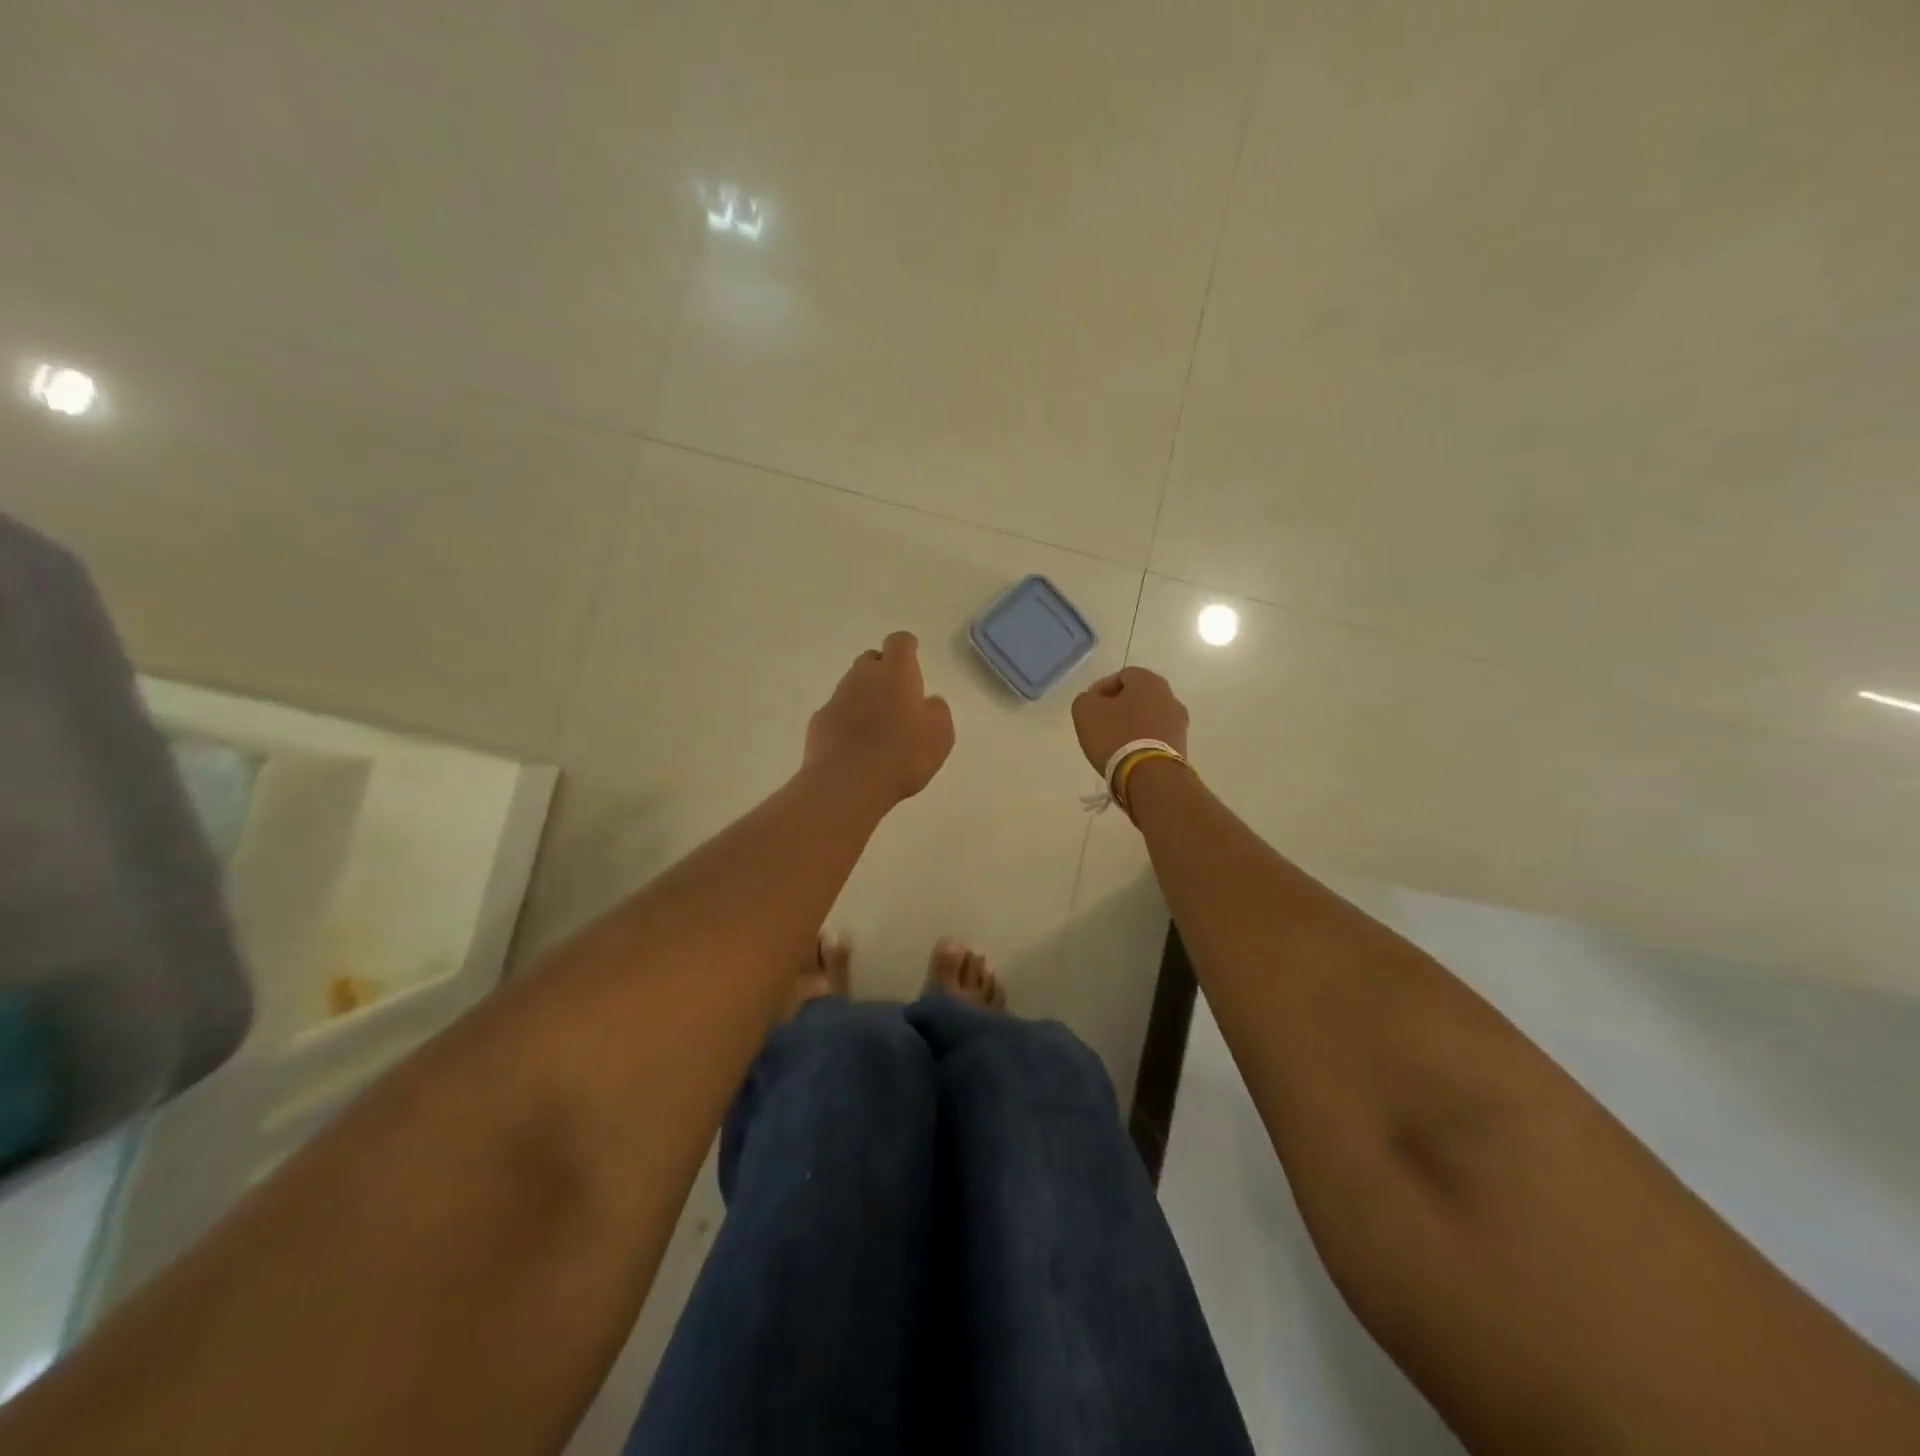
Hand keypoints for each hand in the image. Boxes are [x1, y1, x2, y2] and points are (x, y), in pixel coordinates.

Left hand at [806, 631, 954, 807]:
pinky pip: (836, 712)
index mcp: (896, 673)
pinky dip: (846, 720)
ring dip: (864, 697)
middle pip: (871, 660)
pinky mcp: (819, 722)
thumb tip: (929, 701)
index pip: (899, 642)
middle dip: (883, 671)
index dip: (907, 647)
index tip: (912, 657)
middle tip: (896, 696)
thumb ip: (937, 711)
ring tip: (877, 726)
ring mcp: (836, 698)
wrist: (848, 783)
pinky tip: (855, 745)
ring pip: (852, 686)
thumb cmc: (902, 755)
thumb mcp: (940, 735)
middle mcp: (863, 677)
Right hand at [1071, 667, 1189, 774]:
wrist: (1149, 776)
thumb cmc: (1116, 735)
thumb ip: (1087, 698)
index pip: (1122, 675)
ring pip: (1149, 717)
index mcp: (1149, 681)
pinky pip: (1157, 737)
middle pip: (1138, 697)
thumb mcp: (1085, 710)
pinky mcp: (1181, 747)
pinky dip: (1143, 741)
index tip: (1089, 706)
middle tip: (1100, 722)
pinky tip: (1128, 754)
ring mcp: (1179, 723)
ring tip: (1113, 742)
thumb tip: (1095, 701)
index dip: (1102, 689)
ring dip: (1132, 725)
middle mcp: (1170, 697)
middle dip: (1119, 707)